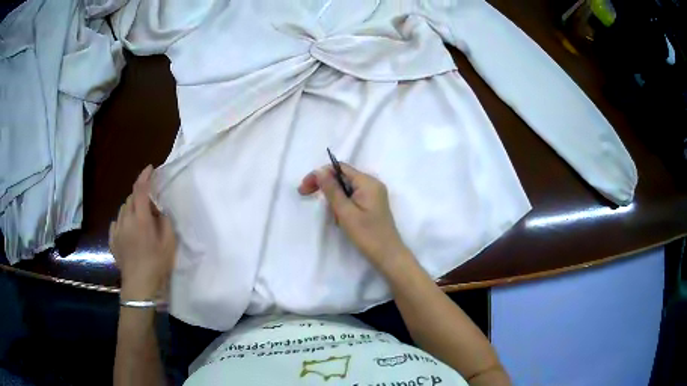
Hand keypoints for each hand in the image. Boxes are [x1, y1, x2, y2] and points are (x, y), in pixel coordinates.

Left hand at [109, 165, 176, 299]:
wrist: (139, 286)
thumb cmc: (157, 264)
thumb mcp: (169, 243)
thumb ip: (164, 221)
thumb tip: (158, 210)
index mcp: (141, 220)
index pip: (140, 190)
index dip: (145, 177)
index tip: (150, 169)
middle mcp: (126, 220)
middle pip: (131, 198)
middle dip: (140, 195)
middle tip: (150, 205)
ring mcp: (117, 230)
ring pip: (123, 209)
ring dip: (132, 207)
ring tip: (139, 219)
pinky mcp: (112, 239)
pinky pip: (117, 222)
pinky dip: (123, 220)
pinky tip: (128, 229)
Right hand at [298, 164, 408, 270]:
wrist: (388, 256)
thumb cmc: (367, 235)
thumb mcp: (345, 212)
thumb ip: (332, 190)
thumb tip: (320, 170)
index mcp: (367, 182)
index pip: (339, 168)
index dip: (320, 174)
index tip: (304, 187)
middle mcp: (372, 184)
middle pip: (342, 177)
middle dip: (325, 186)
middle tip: (304, 194)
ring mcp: (373, 194)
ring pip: (346, 189)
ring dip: (334, 199)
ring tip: (334, 218)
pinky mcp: (372, 205)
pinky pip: (352, 198)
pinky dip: (342, 205)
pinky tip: (341, 219)